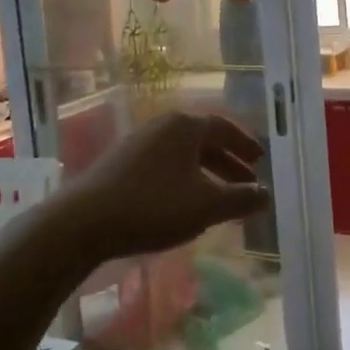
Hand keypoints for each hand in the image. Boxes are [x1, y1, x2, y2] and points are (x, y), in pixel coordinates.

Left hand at [56, 109, 268, 259]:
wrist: (83, 223)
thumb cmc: (154, 206)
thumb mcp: (207, 206)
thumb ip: (241, 199)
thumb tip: (266, 194)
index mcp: (185, 126)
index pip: (224, 128)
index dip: (245, 145)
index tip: (260, 162)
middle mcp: (162, 126)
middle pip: (203, 141)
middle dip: (227, 163)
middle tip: (246, 184)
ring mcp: (138, 144)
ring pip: (183, 155)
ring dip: (206, 174)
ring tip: (218, 199)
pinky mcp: (120, 164)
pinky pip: (164, 165)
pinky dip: (183, 180)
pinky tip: (184, 205)